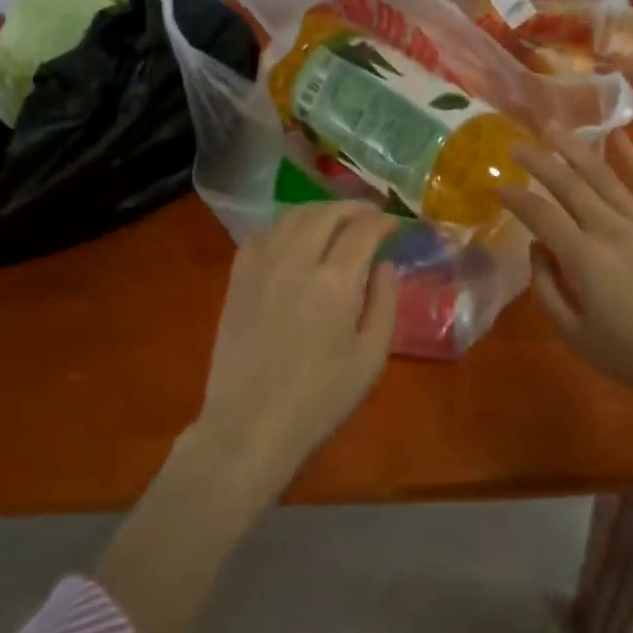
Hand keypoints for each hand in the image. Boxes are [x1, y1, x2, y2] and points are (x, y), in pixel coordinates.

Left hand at [193, 202, 399, 489]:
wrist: (250, 425)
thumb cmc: (319, 398)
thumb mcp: (371, 358)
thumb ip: (385, 302)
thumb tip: (385, 263)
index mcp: (335, 283)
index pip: (363, 231)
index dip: (382, 221)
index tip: (394, 224)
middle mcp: (296, 262)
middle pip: (326, 213)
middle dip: (353, 207)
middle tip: (369, 214)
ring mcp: (261, 266)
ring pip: (292, 216)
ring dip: (319, 210)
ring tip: (336, 220)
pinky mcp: (238, 277)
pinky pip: (262, 234)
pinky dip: (285, 226)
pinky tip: (294, 239)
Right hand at [500, 130, 632, 416]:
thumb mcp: (576, 335)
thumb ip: (547, 289)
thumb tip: (536, 249)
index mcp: (584, 258)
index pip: (540, 215)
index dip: (515, 197)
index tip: (497, 185)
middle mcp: (610, 228)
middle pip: (568, 184)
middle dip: (538, 161)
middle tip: (516, 144)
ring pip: (603, 175)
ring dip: (575, 148)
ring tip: (554, 128)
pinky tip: (618, 136)